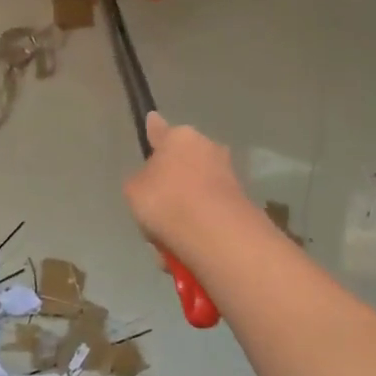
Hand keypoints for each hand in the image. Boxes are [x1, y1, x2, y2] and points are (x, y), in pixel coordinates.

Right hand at [123, 113, 248, 249]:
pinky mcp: (242, 203)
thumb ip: (139, 180)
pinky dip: (200, 230)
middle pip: (181, 164)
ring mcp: (227, 175)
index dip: (152, 130)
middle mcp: (206, 147)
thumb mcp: (133, 190)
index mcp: (178, 137)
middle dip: (171, 187)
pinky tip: (187, 251)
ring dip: (184, 214)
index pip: (159, 128)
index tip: (152, 124)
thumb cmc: (167, 201)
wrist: (217, 235)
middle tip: (156, 214)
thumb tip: (152, 179)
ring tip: (169, 242)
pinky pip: (210, 215)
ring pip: (195, 194)